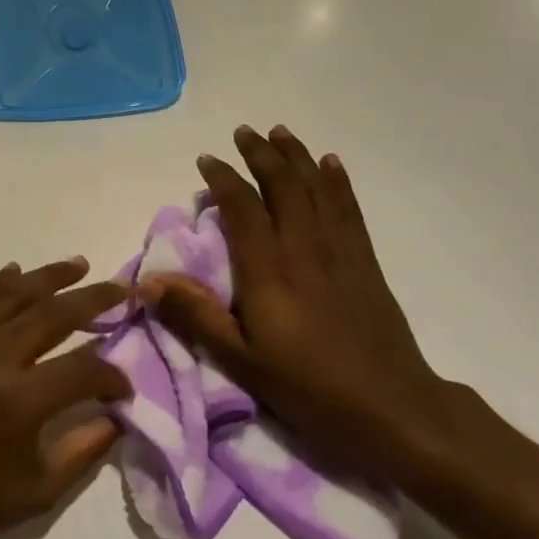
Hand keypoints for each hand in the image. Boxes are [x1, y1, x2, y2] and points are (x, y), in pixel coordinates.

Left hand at [0, 257, 131, 538]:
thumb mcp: (39, 493)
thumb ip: (86, 448)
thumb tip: (118, 416)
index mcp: (19, 400)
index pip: (84, 369)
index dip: (114, 377)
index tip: (125, 389)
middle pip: (53, 313)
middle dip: (95, 299)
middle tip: (124, 289)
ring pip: (11, 294)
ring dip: (49, 276)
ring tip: (79, 264)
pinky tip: (15, 271)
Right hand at [143, 125, 450, 477]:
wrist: (390, 406)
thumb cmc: (308, 387)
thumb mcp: (240, 360)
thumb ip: (195, 316)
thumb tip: (148, 281)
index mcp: (268, 270)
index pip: (243, 208)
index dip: (224, 179)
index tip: (207, 160)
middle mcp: (304, 248)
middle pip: (283, 186)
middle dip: (262, 154)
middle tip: (245, 132)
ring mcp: (339, 252)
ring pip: (316, 189)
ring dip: (298, 157)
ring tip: (282, 133)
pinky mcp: (365, 262)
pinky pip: (348, 209)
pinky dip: (337, 182)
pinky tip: (331, 165)